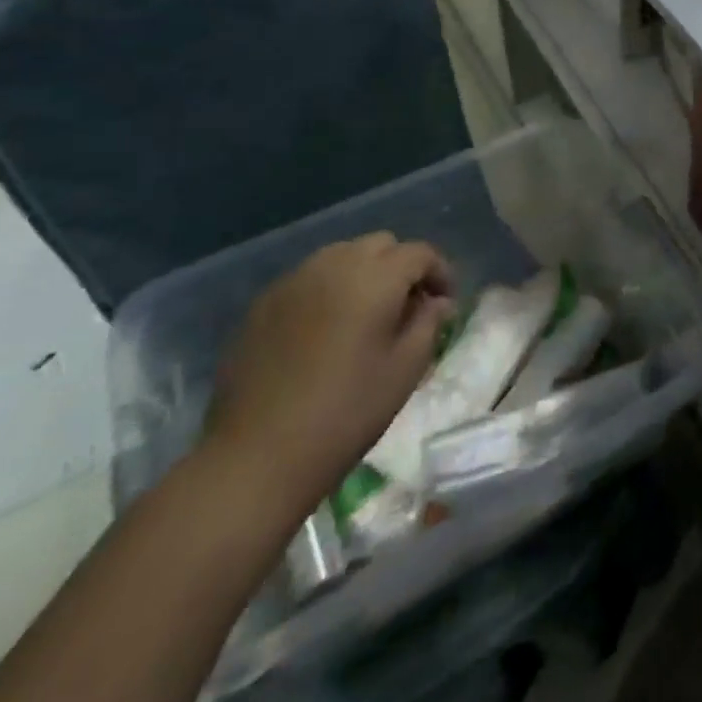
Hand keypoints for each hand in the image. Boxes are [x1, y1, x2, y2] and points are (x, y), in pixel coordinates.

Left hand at [205, 233, 453, 520]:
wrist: (257, 457)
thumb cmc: (346, 412)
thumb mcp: (406, 369)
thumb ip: (428, 323)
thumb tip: (436, 302)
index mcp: (375, 278)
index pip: (420, 253)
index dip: (439, 272)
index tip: (444, 302)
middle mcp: (334, 265)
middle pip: (381, 244)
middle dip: (401, 266)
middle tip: (407, 306)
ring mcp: (293, 281)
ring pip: (342, 255)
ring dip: (363, 273)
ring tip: (366, 314)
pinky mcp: (263, 304)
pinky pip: (309, 278)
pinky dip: (328, 289)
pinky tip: (325, 328)